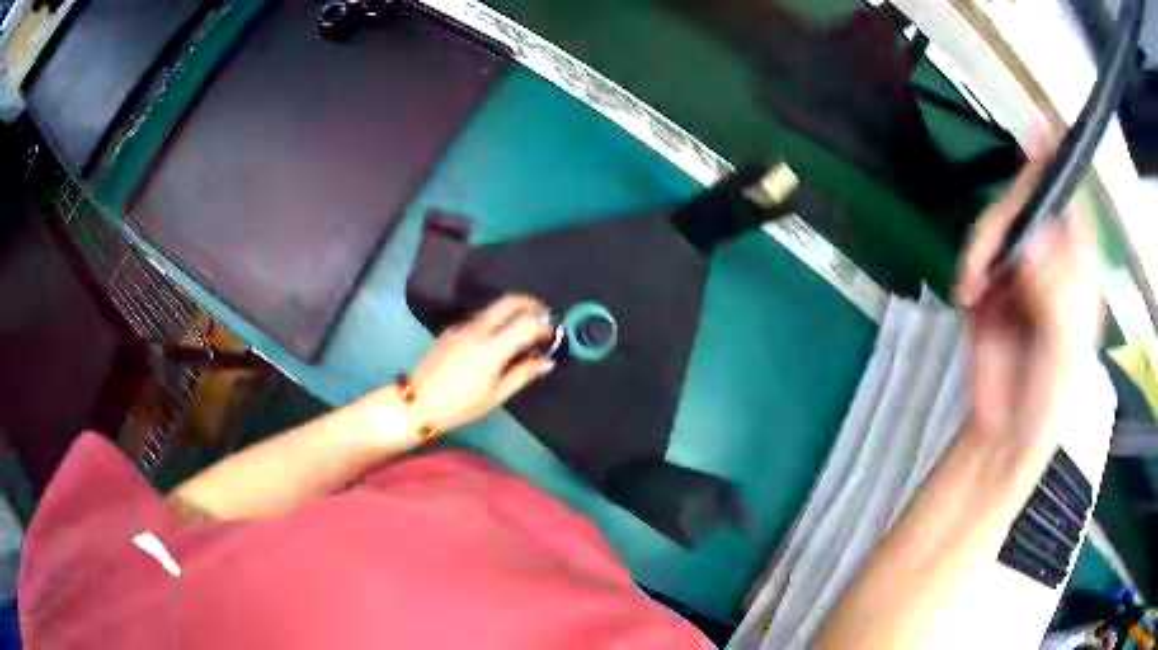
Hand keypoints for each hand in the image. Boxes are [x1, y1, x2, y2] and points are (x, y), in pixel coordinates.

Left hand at [407, 295, 555, 433]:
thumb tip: (547, 361)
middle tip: (544, 319)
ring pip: (495, 307)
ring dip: (514, 310)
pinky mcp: (452, 329)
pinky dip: (497, 319)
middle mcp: (479, 329)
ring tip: (524, 329)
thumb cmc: (461, 406)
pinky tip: (498, 338)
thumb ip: (523, 374)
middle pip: (511, 301)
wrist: (418, 403)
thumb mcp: (496, 395)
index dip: (544, 327)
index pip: (527, 324)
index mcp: (492, 348)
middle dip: (532, 305)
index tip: (552, 337)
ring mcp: (463, 326)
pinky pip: (481, 316)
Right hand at [955, 153, 1104, 450]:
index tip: (1043, 126)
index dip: (1060, 165)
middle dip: (1007, 216)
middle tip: (990, 254)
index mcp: (1079, 273)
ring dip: (981, 248)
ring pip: (997, 223)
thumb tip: (1032, 243)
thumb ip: (1055, 302)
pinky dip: (968, 267)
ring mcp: (1018, 269)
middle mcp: (1050, 259)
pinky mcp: (989, 285)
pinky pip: (975, 253)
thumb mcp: (1063, 358)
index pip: (1073, 206)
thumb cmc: (1047, 405)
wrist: (1005, 436)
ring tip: (973, 291)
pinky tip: (967, 296)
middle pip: (1028, 203)